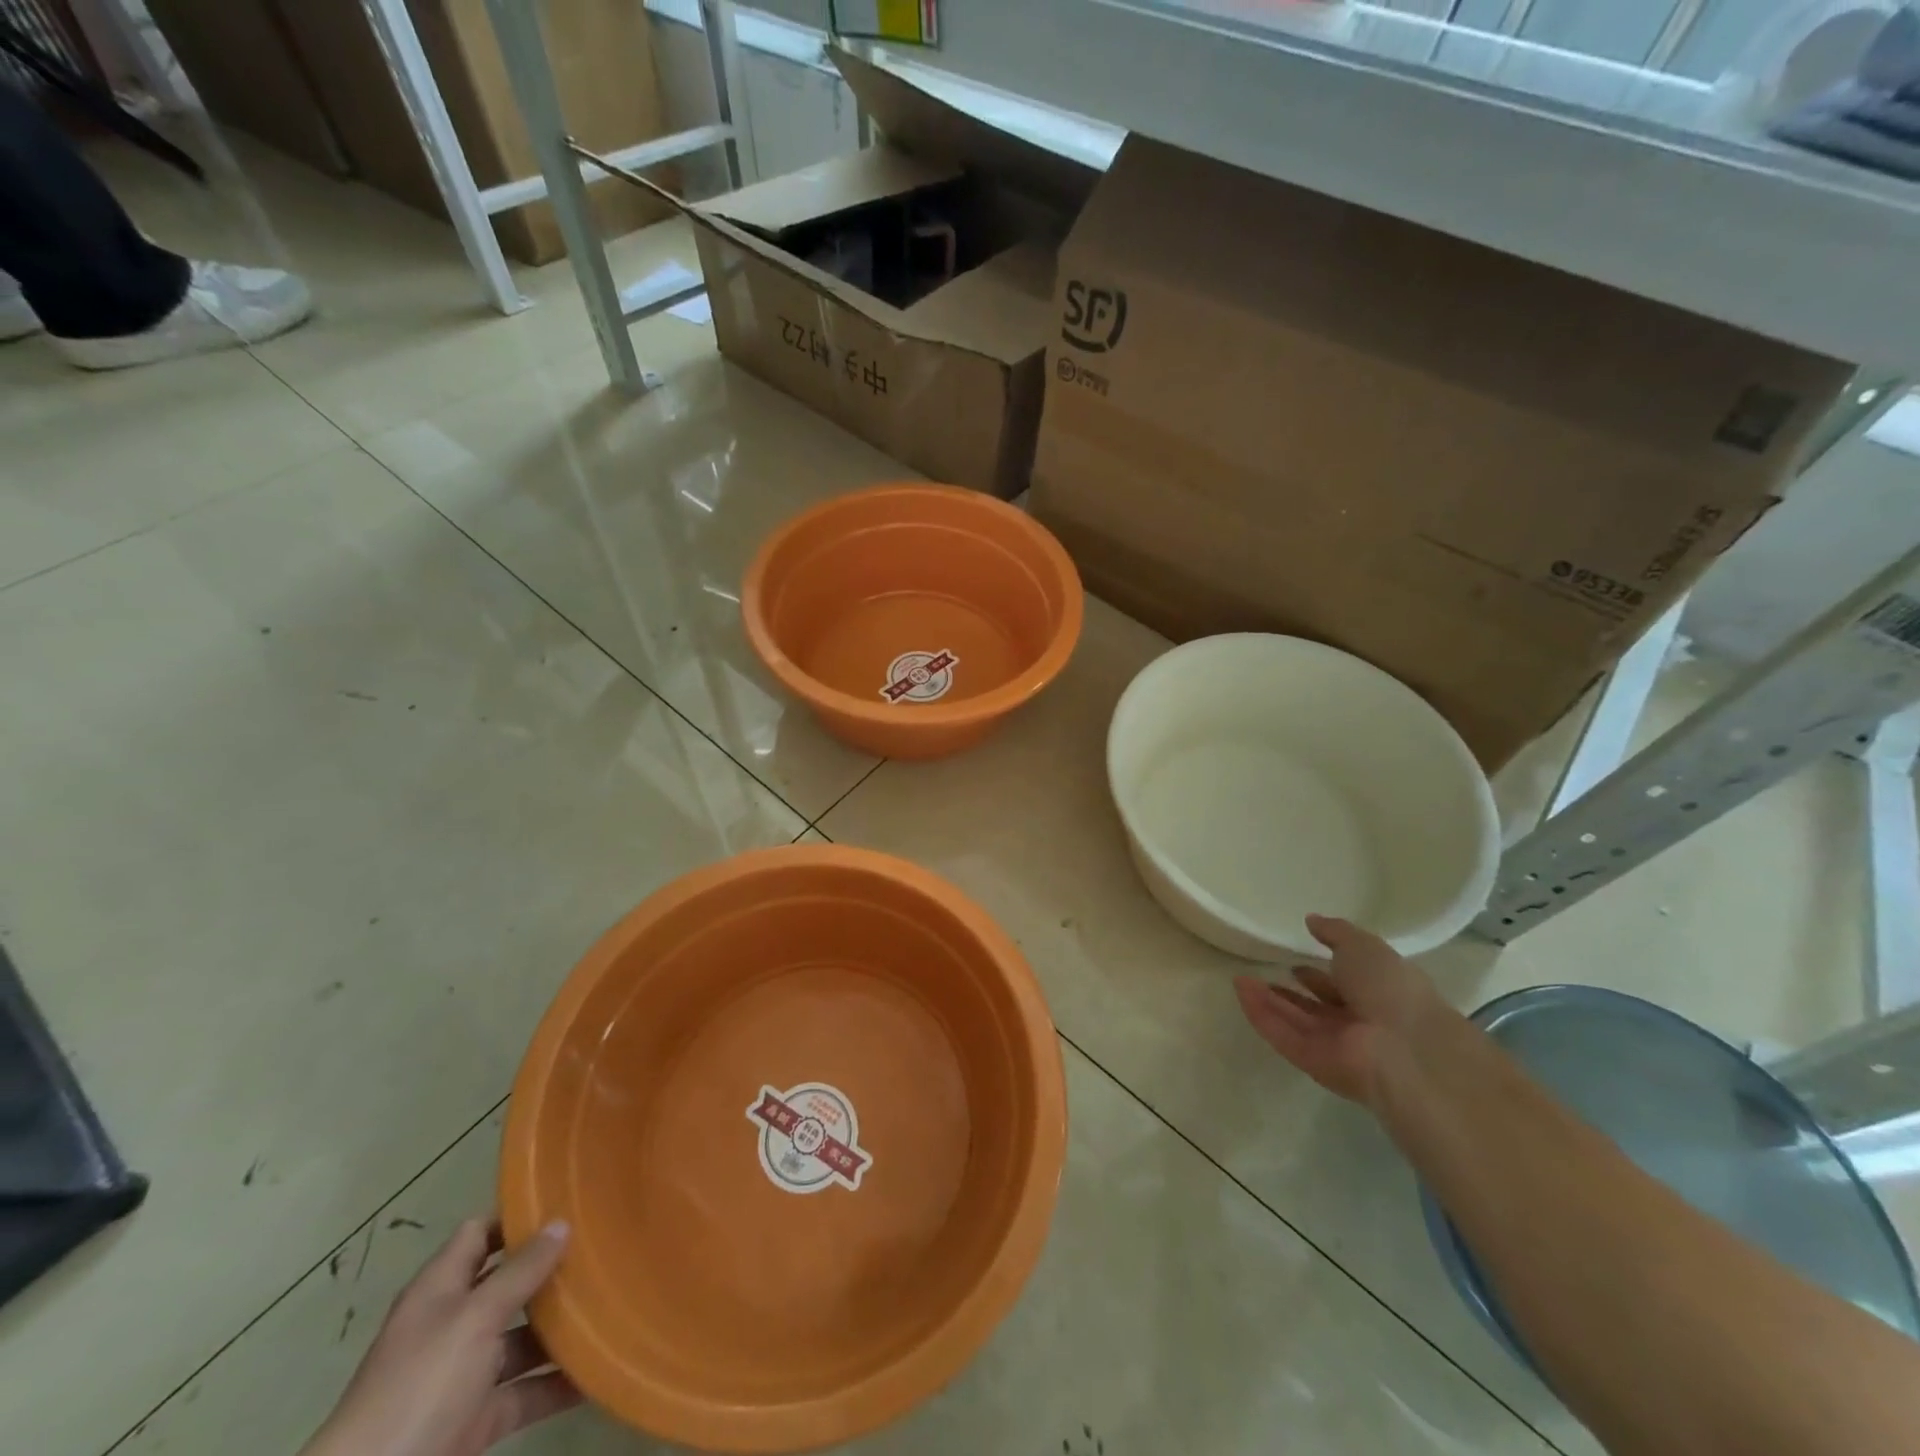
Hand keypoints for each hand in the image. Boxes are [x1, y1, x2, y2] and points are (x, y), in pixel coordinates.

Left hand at [303, 1218, 580, 1455]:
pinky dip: (557, 1383)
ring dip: (561, 1328)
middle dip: (551, 1271)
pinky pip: (524, 1391)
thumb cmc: (420, 1387)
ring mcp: (462, 1375)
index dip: (518, 1217)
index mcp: (440, 1290)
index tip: (568, 1203)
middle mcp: (451, 1325)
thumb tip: (560, 1222)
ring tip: (612, 1303)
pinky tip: (597, 1368)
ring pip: (521, 1338)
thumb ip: (520, 1271)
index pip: (480, 1233)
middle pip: (507, 1284)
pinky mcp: (474, 1419)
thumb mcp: (474, 1319)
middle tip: (603, 1248)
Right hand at [1233, 914, 1450, 1106]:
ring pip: (1295, 1020)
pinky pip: (1282, 1035)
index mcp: (1379, 995)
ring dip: (1268, 1000)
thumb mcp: (1364, 946)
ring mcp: (1335, 1045)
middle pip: (1317, 1007)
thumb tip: (1312, 920)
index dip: (1321, 973)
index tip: (1296, 959)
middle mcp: (1358, 1022)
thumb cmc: (1391, 989)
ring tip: (1239, 978)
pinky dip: (1261, 1014)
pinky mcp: (1312, 1062)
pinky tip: (1240, 990)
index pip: (1344, 985)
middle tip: (1263, 972)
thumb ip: (1336, 932)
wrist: (1404, 1049)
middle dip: (1291, 991)